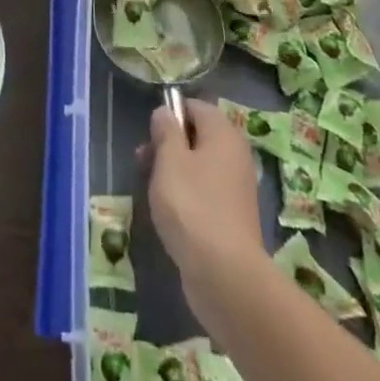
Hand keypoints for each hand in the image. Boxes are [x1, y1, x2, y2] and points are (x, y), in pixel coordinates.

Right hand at [143, 101, 265, 328]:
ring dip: (173, 170)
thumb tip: (165, 112)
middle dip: (168, 144)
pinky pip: (205, 191)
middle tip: (142, 161)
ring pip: (199, 165)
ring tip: (150, 188)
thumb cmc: (192, 205)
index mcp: (224, 134)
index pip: (196, 107)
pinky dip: (186, 194)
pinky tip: (169, 211)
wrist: (224, 273)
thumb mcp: (169, 159)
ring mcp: (236, 188)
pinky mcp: (232, 216)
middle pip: (197, 136)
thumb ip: (165, 130)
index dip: (170, 114)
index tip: (149, 134)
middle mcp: (236, 155)